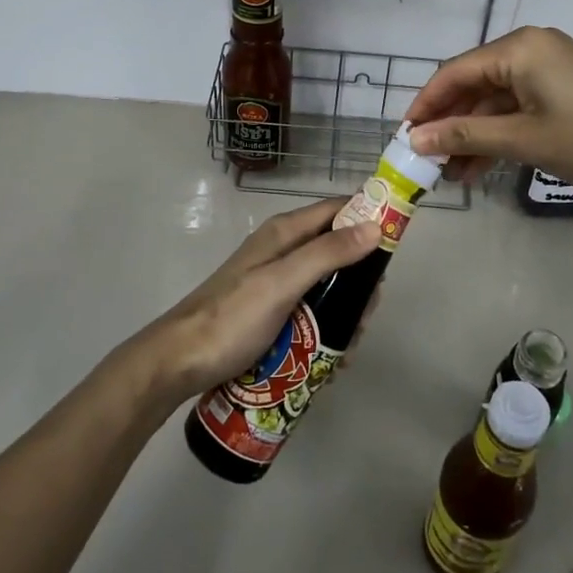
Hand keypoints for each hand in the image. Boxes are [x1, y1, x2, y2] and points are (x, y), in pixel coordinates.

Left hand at [129, 199, 380, 406]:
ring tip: (347, 348)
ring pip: (327, 286)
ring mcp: (275, 282)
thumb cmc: (230, 320)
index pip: (337, 210)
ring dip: (344, 312)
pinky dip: (325, 330)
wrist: (177, 363)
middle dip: (360, 281)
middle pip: (337, 251)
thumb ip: (327, 254)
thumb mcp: (281, 284)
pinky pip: (311, 311)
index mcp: (284, 233)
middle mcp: (282, 250)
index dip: (368, 217)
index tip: (396, 244)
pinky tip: (328, 360)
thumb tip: (376, 225)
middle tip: (366, 316)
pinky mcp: (271, 311)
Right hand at [405, 25, 572, 189]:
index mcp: (517, 49)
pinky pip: (518, 106)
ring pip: (495, 99)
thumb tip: (414, 139)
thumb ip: (465, 135)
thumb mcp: (523, 139)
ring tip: (452, 174)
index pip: (454, 72)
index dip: (426, 105)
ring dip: (473, 134)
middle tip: (427, 161)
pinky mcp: (563, 87)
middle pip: (473, 84)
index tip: (404, 138)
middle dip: (449, 124)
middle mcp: (529, 49)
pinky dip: (500, 133)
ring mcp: (548, 68)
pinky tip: (482, 166)